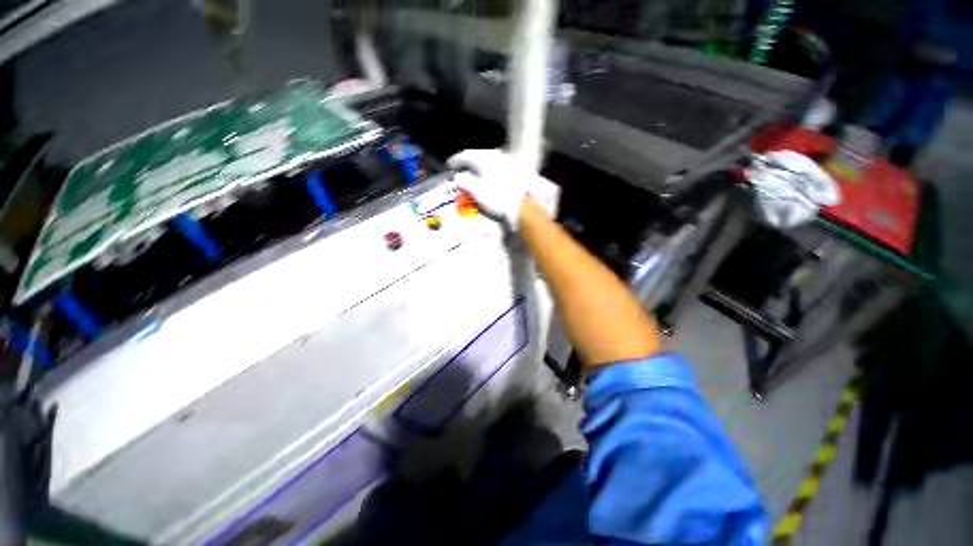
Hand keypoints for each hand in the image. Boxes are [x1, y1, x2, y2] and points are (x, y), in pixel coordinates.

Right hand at [447, 149, 528, 229]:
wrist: (526, 205)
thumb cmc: (498, 199)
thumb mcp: (476, 192)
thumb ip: (464, 182)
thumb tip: (458, 177)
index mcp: (483, 159)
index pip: (465, 155)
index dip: (456, 161)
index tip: (450, 166)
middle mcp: (496, 156)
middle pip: (479, 157)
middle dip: (470, 164)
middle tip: (463, 171)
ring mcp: (509, 162)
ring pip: (491, 162)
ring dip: (482, 168)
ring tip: (478, 176)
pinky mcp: (519, 170)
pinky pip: (501, 168)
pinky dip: (493, 173)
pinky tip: (494, 180)